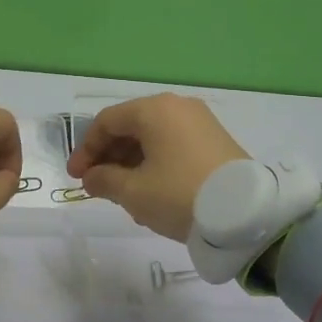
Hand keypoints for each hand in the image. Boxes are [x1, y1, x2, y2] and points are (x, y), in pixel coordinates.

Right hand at [67, 94, 248, 240]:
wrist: (245, 215)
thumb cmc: (179, 195)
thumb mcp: (134, 192)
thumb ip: (104, 181)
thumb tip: (91, 177)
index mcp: (154, 109)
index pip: (107, 121)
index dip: (86, 149)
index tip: (76, 178)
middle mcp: (177, 106)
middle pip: (130, 126)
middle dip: (109, 156)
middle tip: (97, 186)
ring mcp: (200, 122)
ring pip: (153, 137)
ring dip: (131, 162)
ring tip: (123, 195)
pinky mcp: (216, 140)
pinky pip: (173, 144)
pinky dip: (155, 162)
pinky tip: (151, 191)